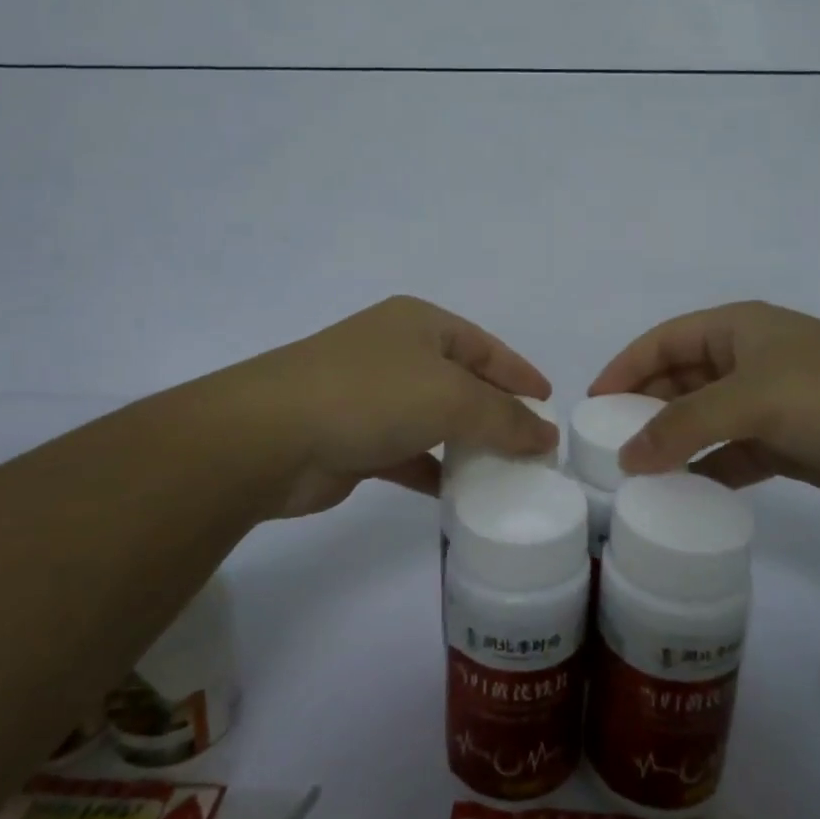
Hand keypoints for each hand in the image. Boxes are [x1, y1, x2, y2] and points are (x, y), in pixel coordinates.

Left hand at [229, 295, 557, 518]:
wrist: (269, 436)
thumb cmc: (370, 395)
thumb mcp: (450, 398)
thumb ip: (503, 418)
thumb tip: (546, 435)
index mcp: (419, 324)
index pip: (485, 346)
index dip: (519, 372)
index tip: (550, 402)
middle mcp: (396, 352)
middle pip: (461, 381)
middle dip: (496, 412)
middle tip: (533, 444)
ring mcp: (371, 395)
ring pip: (434, 419)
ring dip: (466, 444)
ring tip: (506, 472)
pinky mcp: (354, 439)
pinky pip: (408, 453)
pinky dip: (432, 470)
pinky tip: (456, 494)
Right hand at [588, 301, 819, 509]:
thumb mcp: (750, 400)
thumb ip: (683, 426)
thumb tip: (626, 457)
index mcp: (736, 329)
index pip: (663, 341)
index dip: (625, 367)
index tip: (592, 404)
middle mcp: (746, 360)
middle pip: (678, 380)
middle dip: (644, 409)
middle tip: (607, 445)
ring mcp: (766, 403)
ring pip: (702, 420)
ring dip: (672, 443)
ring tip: (635, 474)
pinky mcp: (784, 444)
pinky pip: (730, 455)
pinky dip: (706, 470)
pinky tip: (683, 494)